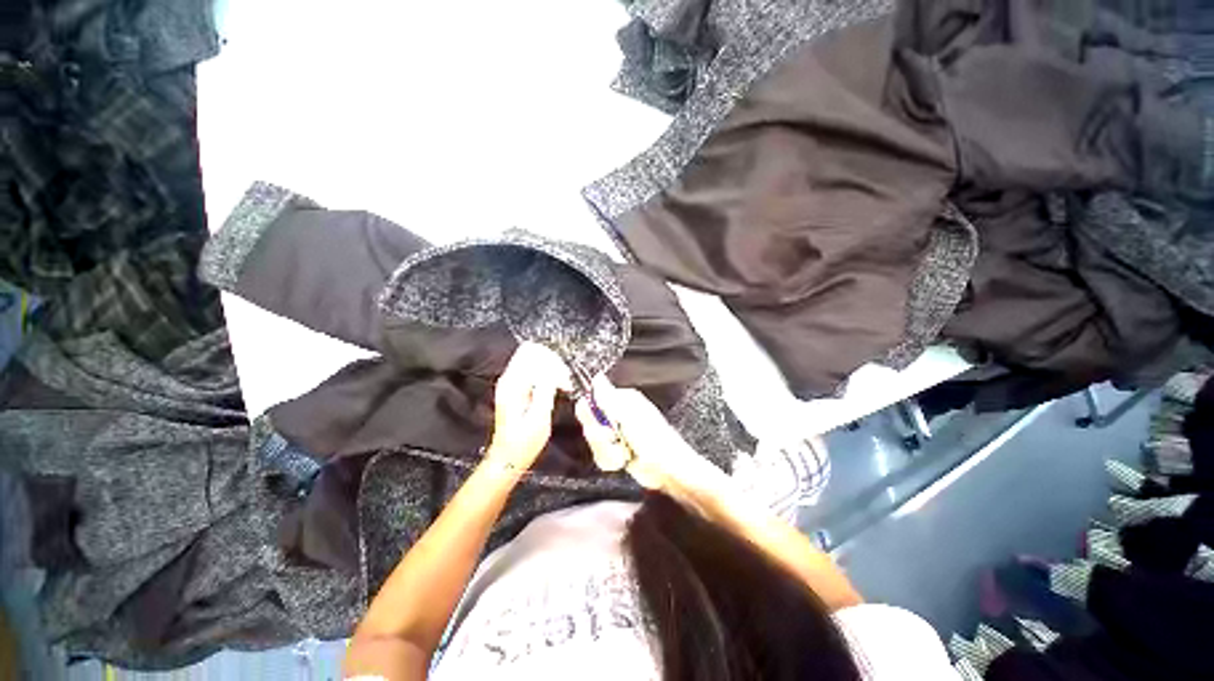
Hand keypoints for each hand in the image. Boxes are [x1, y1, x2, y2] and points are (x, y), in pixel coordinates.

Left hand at [485, 343, 571, 474]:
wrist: (508, 457)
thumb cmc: (524, 442)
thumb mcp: (539, 417)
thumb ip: (545, 389)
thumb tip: (554, 370)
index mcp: (513, 384)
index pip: (533, 353)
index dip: (553, 363)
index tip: (564, 381)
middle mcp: (509, 378)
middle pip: (533, 351)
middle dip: (553, 362)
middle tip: (565, 382)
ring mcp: (512, 381)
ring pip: (534, 358)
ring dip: (552, 367)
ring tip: (562, 385)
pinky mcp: (517, 387)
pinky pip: (534, 368)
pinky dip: (548, 373)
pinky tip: (556, 386)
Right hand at [574, 376, 729, 505]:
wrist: (666, 470)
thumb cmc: (653, 440)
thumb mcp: (628, 415)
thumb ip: (608, 397)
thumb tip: (597, 378)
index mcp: (621, 399)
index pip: (591, 401)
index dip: (591, 416)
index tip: (602, 425)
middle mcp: (617, 413)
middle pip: (590, 423)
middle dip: (600, 437)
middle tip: (614, 439)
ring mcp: (616, 432)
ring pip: (594, 441)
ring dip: (607, 451)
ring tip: (624, 454)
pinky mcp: (616, 449)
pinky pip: (600, 455)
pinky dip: (610, 460)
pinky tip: (623, 461)